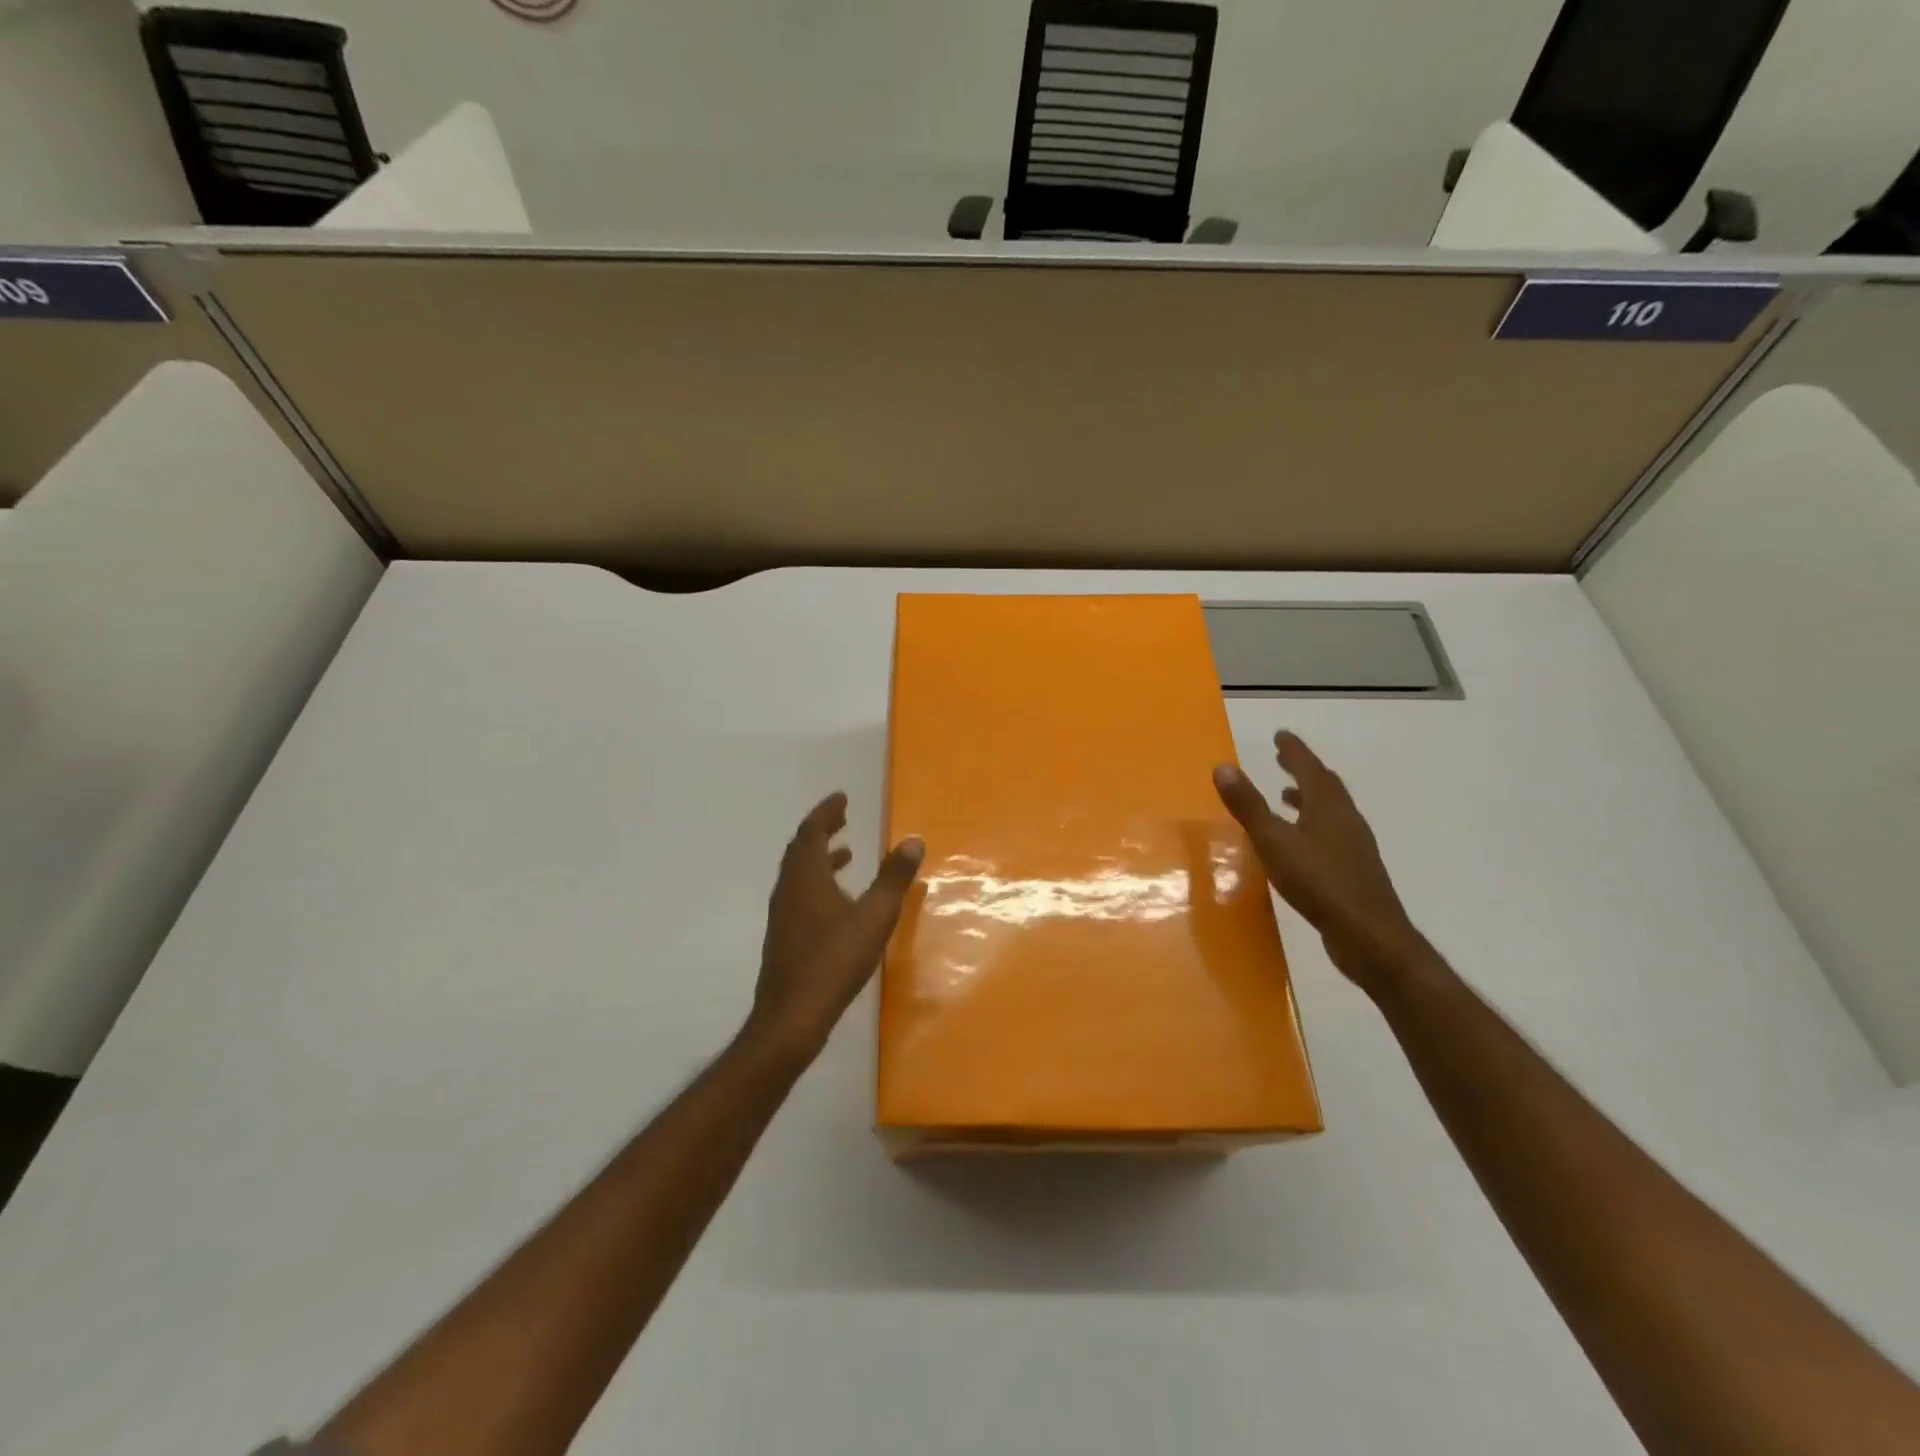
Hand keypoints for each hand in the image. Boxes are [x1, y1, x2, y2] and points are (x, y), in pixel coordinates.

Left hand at [746, 792, 923, 1056]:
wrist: (791, 1016)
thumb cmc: (834, 961)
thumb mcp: (874, 917)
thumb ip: (894, 878)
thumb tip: (913, 840)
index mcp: (806, 876)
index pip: (812, 831)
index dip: (827, 811)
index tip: (842, 798)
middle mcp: (789, 888)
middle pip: (801, 848)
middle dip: (822, 830)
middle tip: (843, 818)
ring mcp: (783, 914)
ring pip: (798, 873)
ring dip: (820, 857)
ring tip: (847, 854)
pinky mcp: (784, 936)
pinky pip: (799, 893)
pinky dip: (817, 882)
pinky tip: (838, 903)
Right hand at [1213, 732, 1429, 994]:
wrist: (1369, 936)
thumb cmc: (1319, 883)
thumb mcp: (1274, 842)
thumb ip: (1248, 806)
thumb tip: (1223, 766)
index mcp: (1328, 807)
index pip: (1310, 768)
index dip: (1294, 751)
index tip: (1281, 735)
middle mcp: (1345, 819)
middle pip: (1325, 786)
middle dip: (1303, 769)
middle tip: (1283, 758)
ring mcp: (1354, 846)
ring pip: (1330, 811)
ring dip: (1308, 798)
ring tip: (1286, 795)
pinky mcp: (1354, 870)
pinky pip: (1331, 834)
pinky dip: (1313, 825)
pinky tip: (1300, 844)